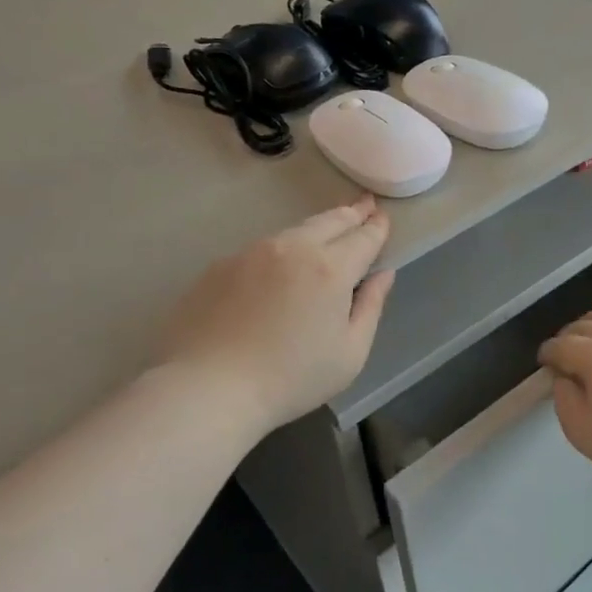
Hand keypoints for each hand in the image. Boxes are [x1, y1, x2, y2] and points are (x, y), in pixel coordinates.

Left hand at [158, 197, 394, 434]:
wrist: (208, 387)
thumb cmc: (291, 378)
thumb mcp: (350, 353)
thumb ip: (371, 307)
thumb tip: (383, 275)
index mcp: (330, 269)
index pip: (363, 238)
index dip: (377, 227)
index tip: (383, 217)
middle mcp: (293, 248)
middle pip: (329, 222)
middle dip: (350, 213)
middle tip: (364, 204)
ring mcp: (252, 253)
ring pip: (293, 231)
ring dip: (316, 227)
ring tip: (328, 228)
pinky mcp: (221, 265)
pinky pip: (262, 250)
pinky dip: (281, 250)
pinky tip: (280, 265)